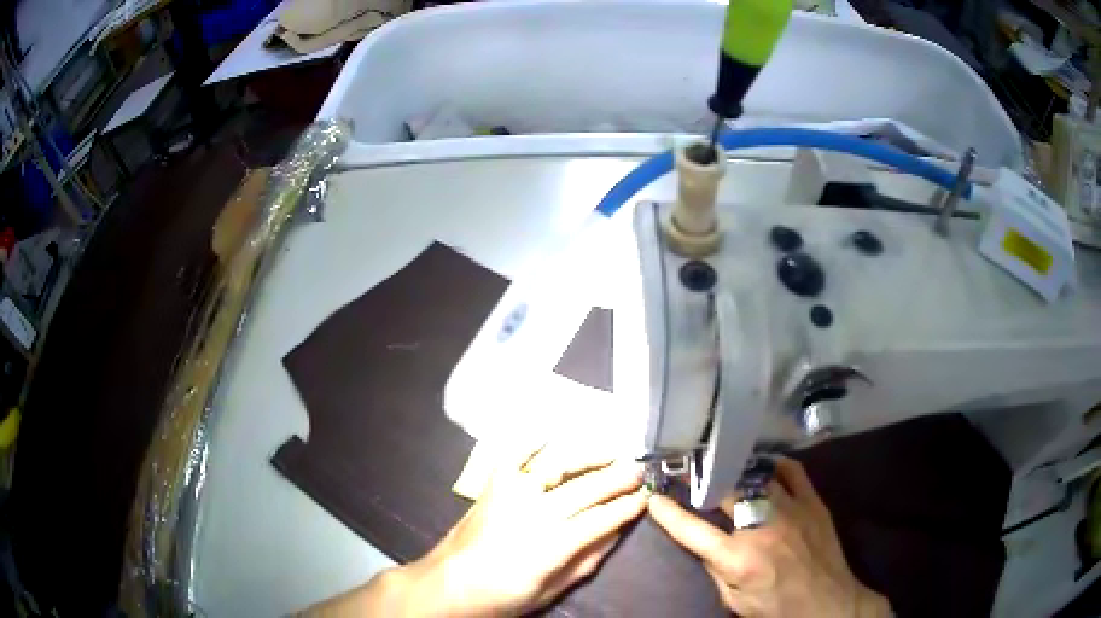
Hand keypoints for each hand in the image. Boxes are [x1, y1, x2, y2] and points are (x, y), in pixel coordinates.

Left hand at [396, 442, 646, 615]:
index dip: (627, 507)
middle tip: (639, 470)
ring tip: (611, 451)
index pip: (601, 518)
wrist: (449, 583)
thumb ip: (586, 561)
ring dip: (588, 454)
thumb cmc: (502, 596)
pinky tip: (548, 431)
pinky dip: (530, 440)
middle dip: (618, 478)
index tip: (645, 498)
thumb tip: (616, 533)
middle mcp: (535, 511)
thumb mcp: (551, 590)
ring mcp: (511, 492)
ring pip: (557, 464)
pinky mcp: (492, 484)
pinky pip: (513, 454)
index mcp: (552, 544)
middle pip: (586, 488)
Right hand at [648, 457, 889, 617]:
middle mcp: (762, 527)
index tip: (654, 497)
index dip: (668, 513)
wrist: (827, 603)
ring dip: (736, 471)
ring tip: (723, 466)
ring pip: (757, 477)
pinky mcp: (812, 502)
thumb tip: (702, 543)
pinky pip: (793, 471)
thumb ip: (715, 570)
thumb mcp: (733, 601)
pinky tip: (763, 465)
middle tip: (689, 475)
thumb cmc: (776, 608)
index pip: (692, 530)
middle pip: (725, 492)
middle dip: (702, 482)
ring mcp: (791, 510)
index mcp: (738, 558)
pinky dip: (774, 465)